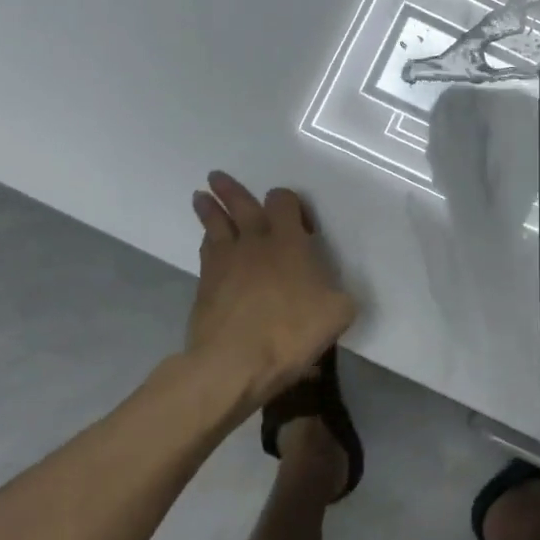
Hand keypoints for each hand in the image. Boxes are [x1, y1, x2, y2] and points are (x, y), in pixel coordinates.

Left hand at [187, 172, 356, 406]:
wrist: (234, 363)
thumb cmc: (291, 332)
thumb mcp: (338, 313)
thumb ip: (338, 294)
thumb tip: (334, 292)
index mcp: (289, 242)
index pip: (283, 202)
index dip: (289, 202)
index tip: (299, 219)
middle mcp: (255, 243)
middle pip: (240, 205)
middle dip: (230, 190)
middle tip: (216, 176)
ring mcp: (225, 263)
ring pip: (215, 226)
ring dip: (209, 209)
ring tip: (201, 198)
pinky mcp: (205, 286)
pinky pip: (206, 253)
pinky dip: (207, 242)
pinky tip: (208, 243)